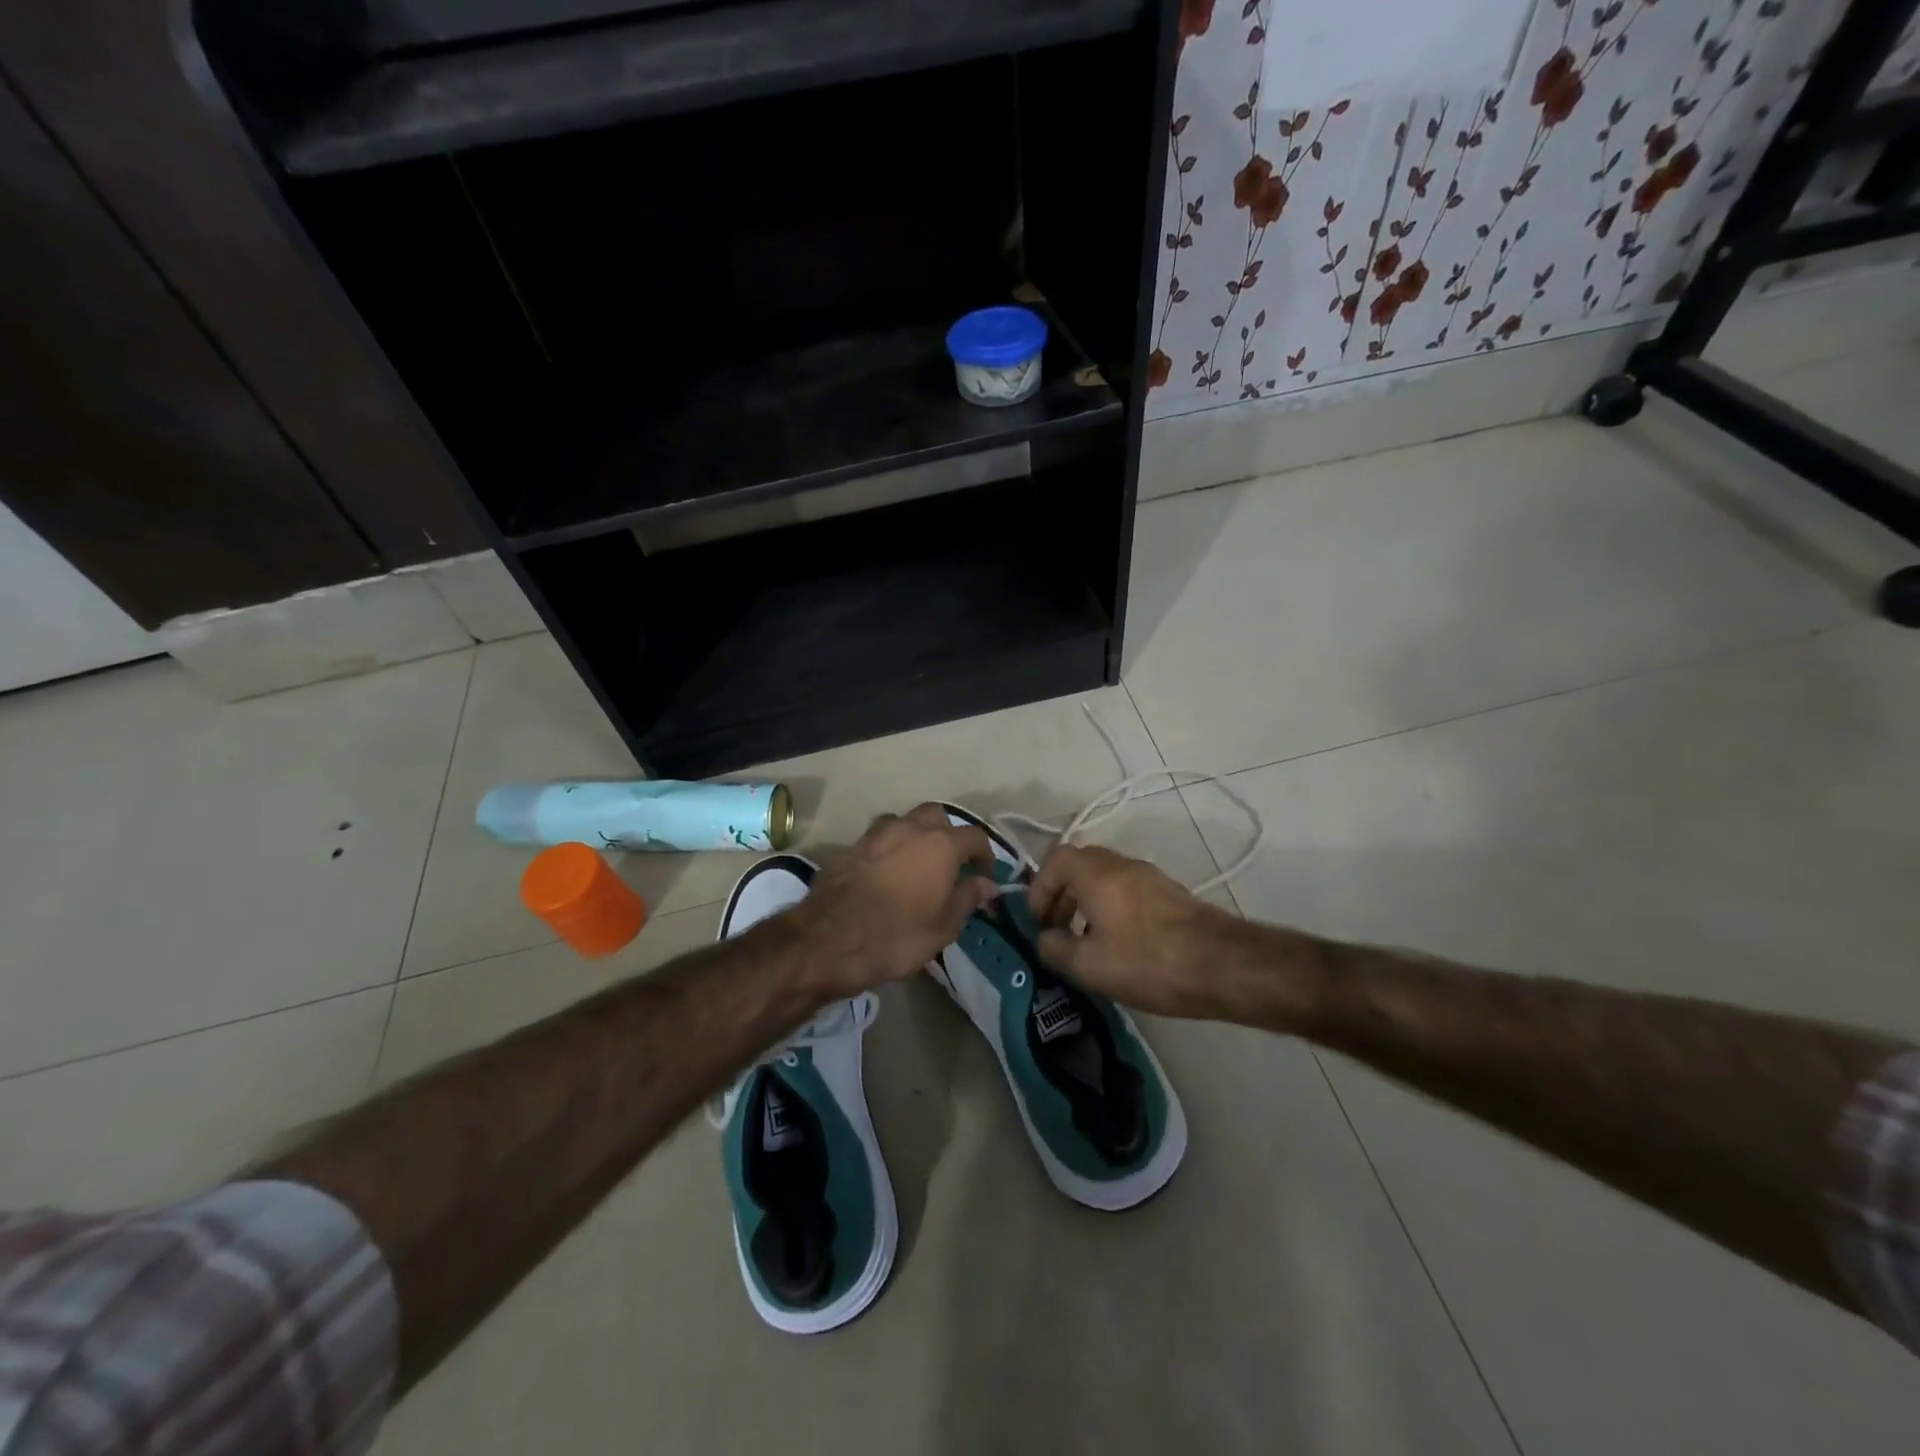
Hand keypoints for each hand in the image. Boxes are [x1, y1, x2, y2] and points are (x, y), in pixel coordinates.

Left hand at [790, 804, 998, 996]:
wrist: (829, 940)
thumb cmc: (896, 936)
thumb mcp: (943, 927)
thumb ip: (967, 898)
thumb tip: (986, 883)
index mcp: (941, 845)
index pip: (974, 836)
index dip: (985, 855)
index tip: (985, 876)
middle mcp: (910, 828)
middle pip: (937, 816)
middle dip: (948, 833)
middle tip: (951, 863)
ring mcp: (877, 833)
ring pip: (905, 821)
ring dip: (916, 835)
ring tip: (917, 864)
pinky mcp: (852, 845)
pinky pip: (880, 836)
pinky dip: (890, 847)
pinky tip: (887, 871)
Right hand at [1026, 844, 1246, 1018]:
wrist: (1223, 966)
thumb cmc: (1148, 962)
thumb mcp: (1089, 965)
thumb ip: (1055, 949)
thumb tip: (1044, 939)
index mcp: (1096, 873)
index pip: (1055, 860)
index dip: (1039, 888)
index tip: (1039, 921)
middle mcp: (1122, 865)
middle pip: (1080, 865)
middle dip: (1061, 894)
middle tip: (1056, 929)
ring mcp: (1150, 877)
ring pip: (1105, 878)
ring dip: (1086, 902)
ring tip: (1085, 942)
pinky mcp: (1169, 894)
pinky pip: (1127, 890)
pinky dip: (1111, 908)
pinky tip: (1119, 945)